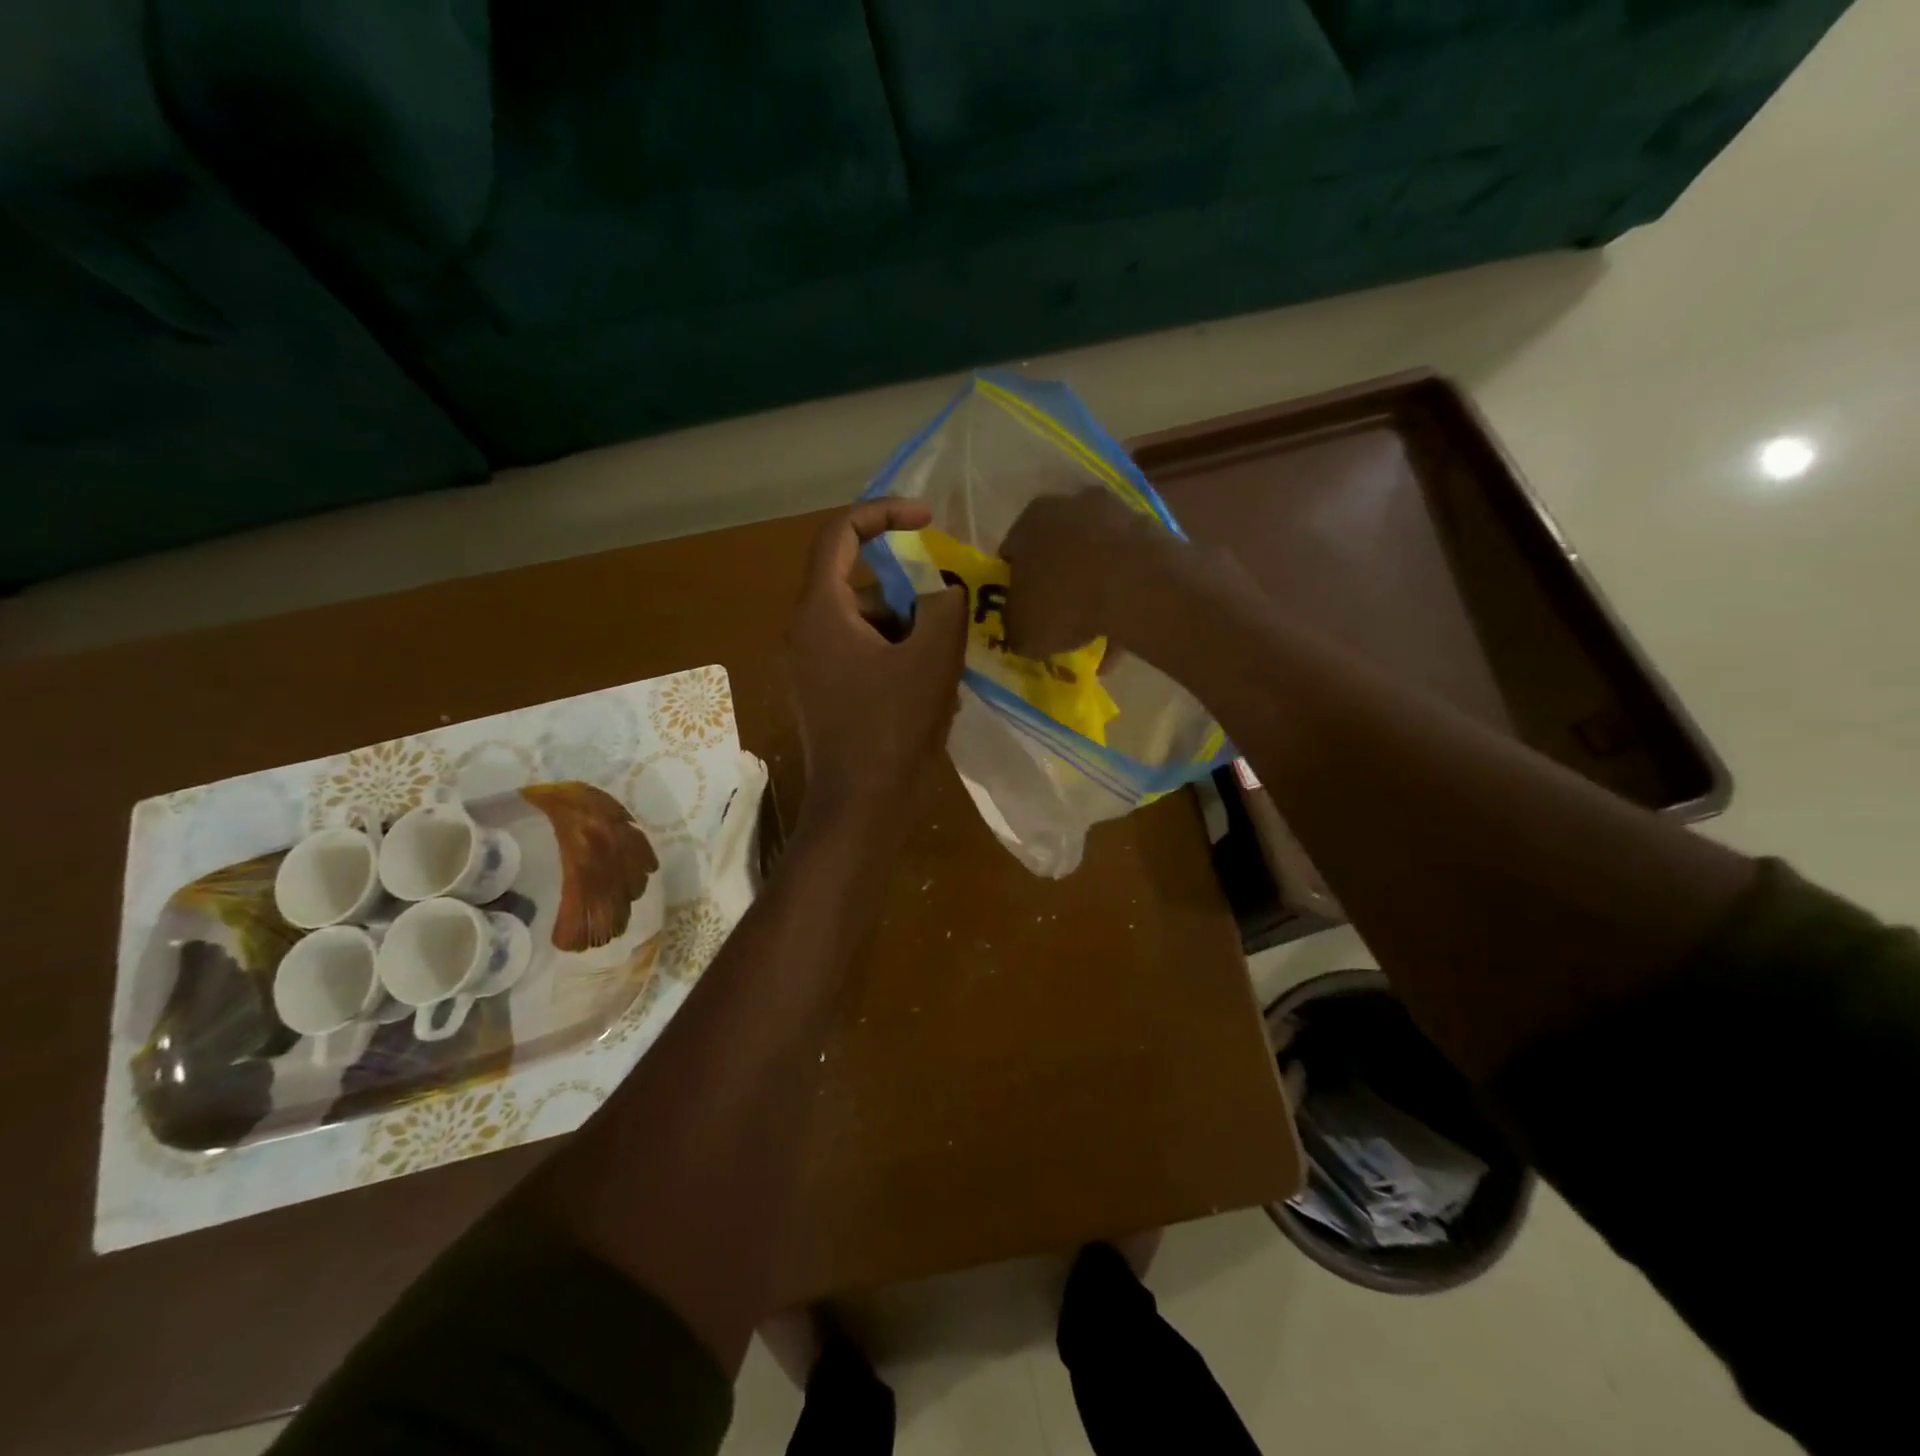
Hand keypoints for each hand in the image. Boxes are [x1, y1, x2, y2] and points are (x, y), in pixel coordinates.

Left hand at [785, 499, 967, 832]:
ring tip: (944, 669)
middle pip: (860, 588)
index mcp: (820, 612)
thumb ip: (945, 606)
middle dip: (909, 597)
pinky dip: (895, 662)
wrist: (860, 809)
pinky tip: (927, 694)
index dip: (884, 514)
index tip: (928, 520)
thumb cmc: (892, 729)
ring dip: (908, 635)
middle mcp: (804, 633)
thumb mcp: (932, 658)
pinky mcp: (822, 696)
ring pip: (865, 627)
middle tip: (949, 621)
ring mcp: (810, 668)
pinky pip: (861, 658)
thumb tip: (945, 589)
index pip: (840, 535)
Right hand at [999, 488, 1187, 658]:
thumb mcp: (1024, 632)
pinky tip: (1124, 630)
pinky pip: (1127, 569)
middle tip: (1059, 622)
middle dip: (1057, 585)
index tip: (1023, 615)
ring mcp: (1115, 513)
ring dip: (1093, 592)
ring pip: (1095, 559)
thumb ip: (1016, 628)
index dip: (1015, 588)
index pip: (1012, 555)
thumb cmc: (1065, 603)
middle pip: (1057, 551)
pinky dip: (1124, 596)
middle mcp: (1070, 505)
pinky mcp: (1151, 530)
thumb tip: (1021, 631)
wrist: (1139, 587)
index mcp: (1030, 520)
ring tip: (1097, 634)